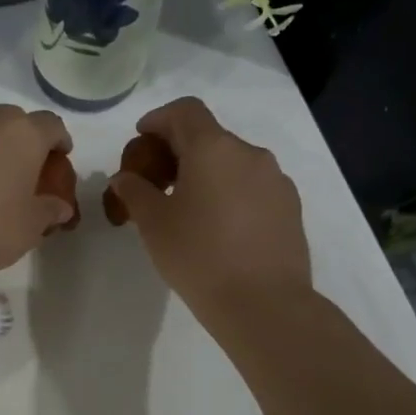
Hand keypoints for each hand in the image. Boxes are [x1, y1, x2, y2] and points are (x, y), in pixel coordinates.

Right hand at [107, 97, 310, 322]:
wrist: (263, 303)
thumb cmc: (198, 255)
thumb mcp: (153, 223)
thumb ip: (135, 191)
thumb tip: (125, 177)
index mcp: (213, 148)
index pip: (185, 111)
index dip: (158, 119)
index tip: (141, 139)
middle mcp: (249, 153)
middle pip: (208, 136)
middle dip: (178, 151)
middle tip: (155, 181)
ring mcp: (275, 180)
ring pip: (232, 163)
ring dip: (205, 173)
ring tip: (186, 208)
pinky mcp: (290, 207)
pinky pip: (251, 186)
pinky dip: (228, 193)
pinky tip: (217, 227)